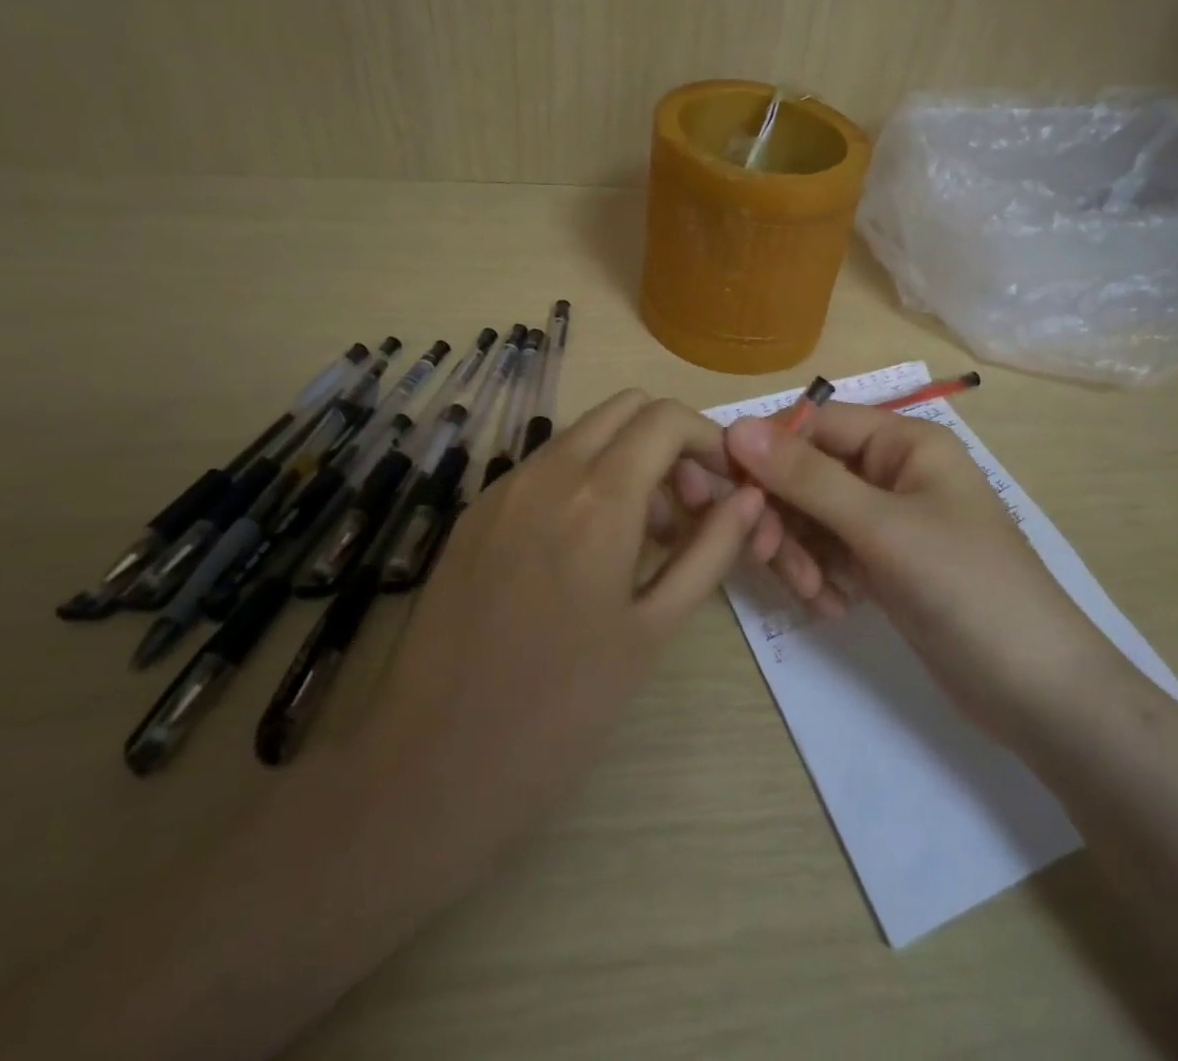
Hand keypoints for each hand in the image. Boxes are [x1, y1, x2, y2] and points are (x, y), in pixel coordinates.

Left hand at [354, 389, 767, 913]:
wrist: (429, 769)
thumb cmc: (560, 712)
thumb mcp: (653, 630)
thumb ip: (710, 551)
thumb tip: (749, 498)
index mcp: (596, 499)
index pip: (666, 419)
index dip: (709, 441)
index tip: (727, 487)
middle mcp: (545, 473)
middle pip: (624, 408)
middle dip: (670, 442)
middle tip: (688, 510)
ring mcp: (501, 489)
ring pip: (583, 435)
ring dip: (628, 460)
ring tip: (647, 538)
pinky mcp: (473, 514)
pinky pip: (545, 469)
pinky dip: (585, 481)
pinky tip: (589, 551)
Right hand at [721, 404, 1109, 744]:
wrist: (1037, 692)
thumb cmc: (967, 587)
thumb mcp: (882, 527)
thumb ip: (807, 477)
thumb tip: (736, 427)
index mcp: (903, 442)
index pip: (816, 424)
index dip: (768, 452)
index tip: (731, 491)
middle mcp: (892, 473)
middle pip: (807, 475)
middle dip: (784, 517)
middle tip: (768, 557)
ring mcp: (887, 523)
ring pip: (812, 520)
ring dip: (801, 555)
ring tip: (815, 596)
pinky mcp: (884, 566)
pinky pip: (829, 556)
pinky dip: (822, 579)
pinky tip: (836, 610)